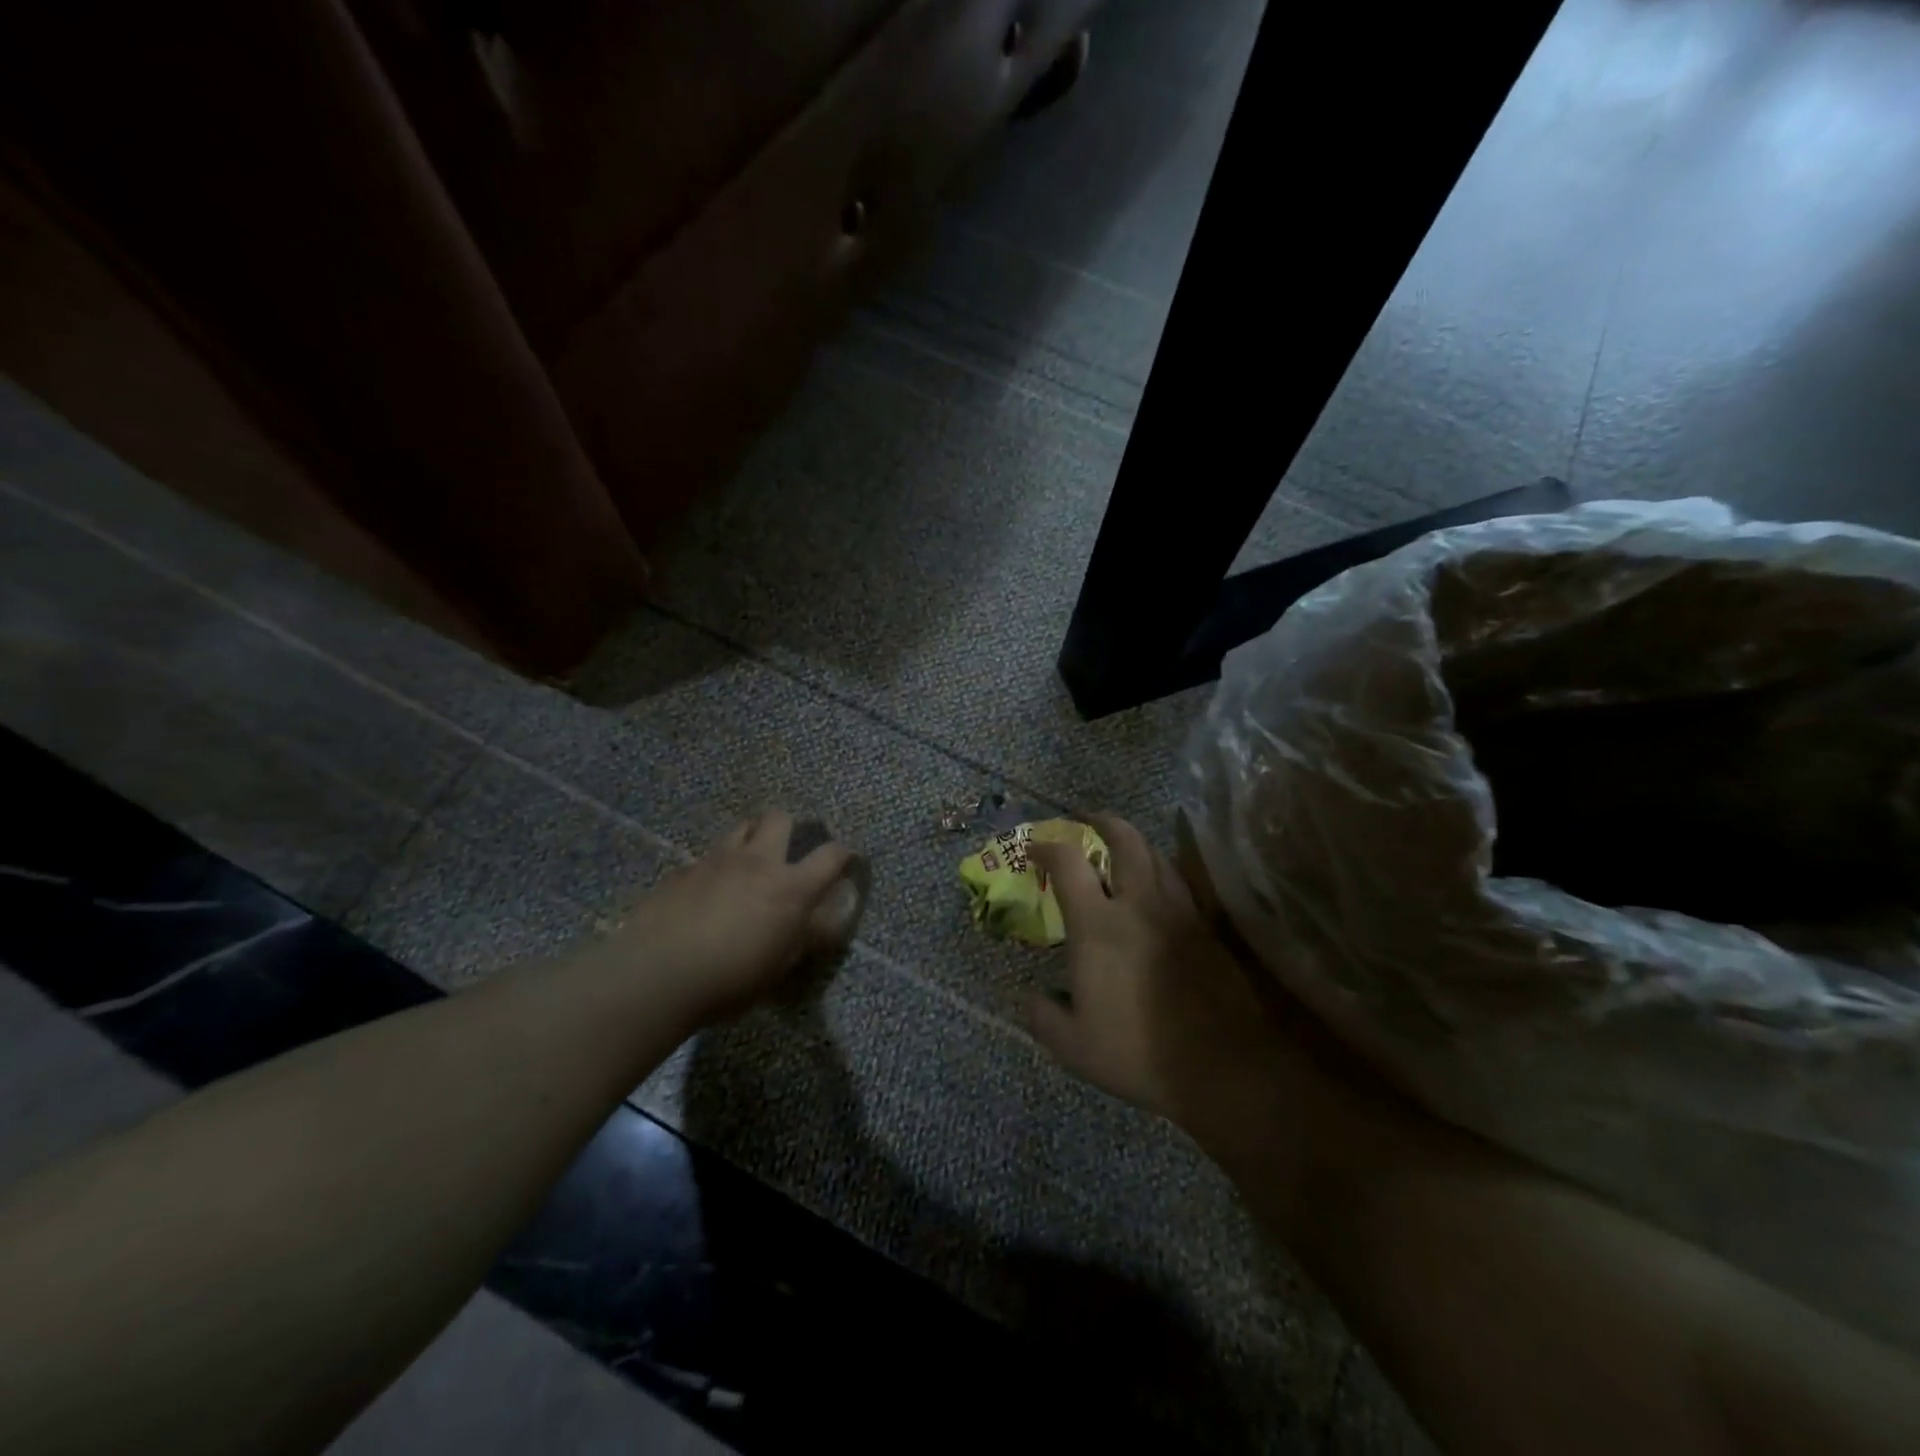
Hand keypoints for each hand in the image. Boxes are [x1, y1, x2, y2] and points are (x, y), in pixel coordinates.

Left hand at [594, 811, 854, 1026]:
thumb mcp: (780, 965)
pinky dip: (717, 865)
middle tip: (787, 850)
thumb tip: (828, 919)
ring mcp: (717, 860)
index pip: (831, 856)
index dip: (843, 853)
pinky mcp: (684, 870)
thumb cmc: (730, 979)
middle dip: (789, 827)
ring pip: (742, 827)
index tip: (846, 859)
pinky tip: (708, 890)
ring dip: (752, 837)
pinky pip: (709, 856)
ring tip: (749, 861)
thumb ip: (807, 935)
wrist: (658, 974)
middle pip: (780, 819)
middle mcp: (758, 862)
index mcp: (791, 888)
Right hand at [1028, 814, 1284, 1124]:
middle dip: (1102, 821)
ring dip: (1136, 843)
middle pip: (1125, 839)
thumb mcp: (1074, 1046)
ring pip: (1158, 855)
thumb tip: (1033, 998)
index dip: (1047, 847)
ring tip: (1123, 850)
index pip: (1068, 862)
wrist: (1223, 1066)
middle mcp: (1139, 904)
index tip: (1035, 849)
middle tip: (1088, 822)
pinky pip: (1182, 882)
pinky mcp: (1206, 928)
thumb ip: (1044, 1016)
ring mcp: (1178, 912)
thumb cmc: (1139, 1053)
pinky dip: (1164, 871)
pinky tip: (1159, 888)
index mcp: (1098, 925)